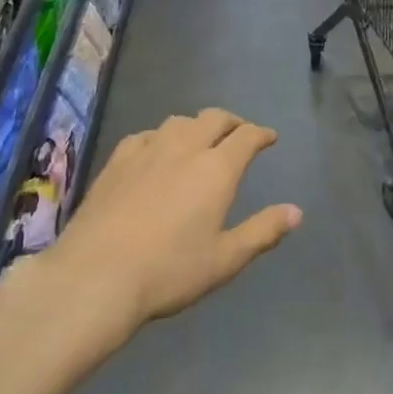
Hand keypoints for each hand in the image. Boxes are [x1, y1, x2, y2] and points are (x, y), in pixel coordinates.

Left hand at [53, 108, 300, 332]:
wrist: (96, 275)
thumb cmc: (169, 271)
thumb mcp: (225, 259)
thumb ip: (263, 231)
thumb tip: (296, 211)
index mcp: (217, 168)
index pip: (246, 136)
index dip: (261, 133)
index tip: (269, 137)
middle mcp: (185, 148)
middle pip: (214, 118)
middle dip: (232, 122)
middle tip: (239, 133)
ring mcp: (147, 150)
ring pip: (179, 121)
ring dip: (196, 125)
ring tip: (200, 140)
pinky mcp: (117, 160)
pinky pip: (145, 135)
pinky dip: (160, 136)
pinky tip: (156, 151)